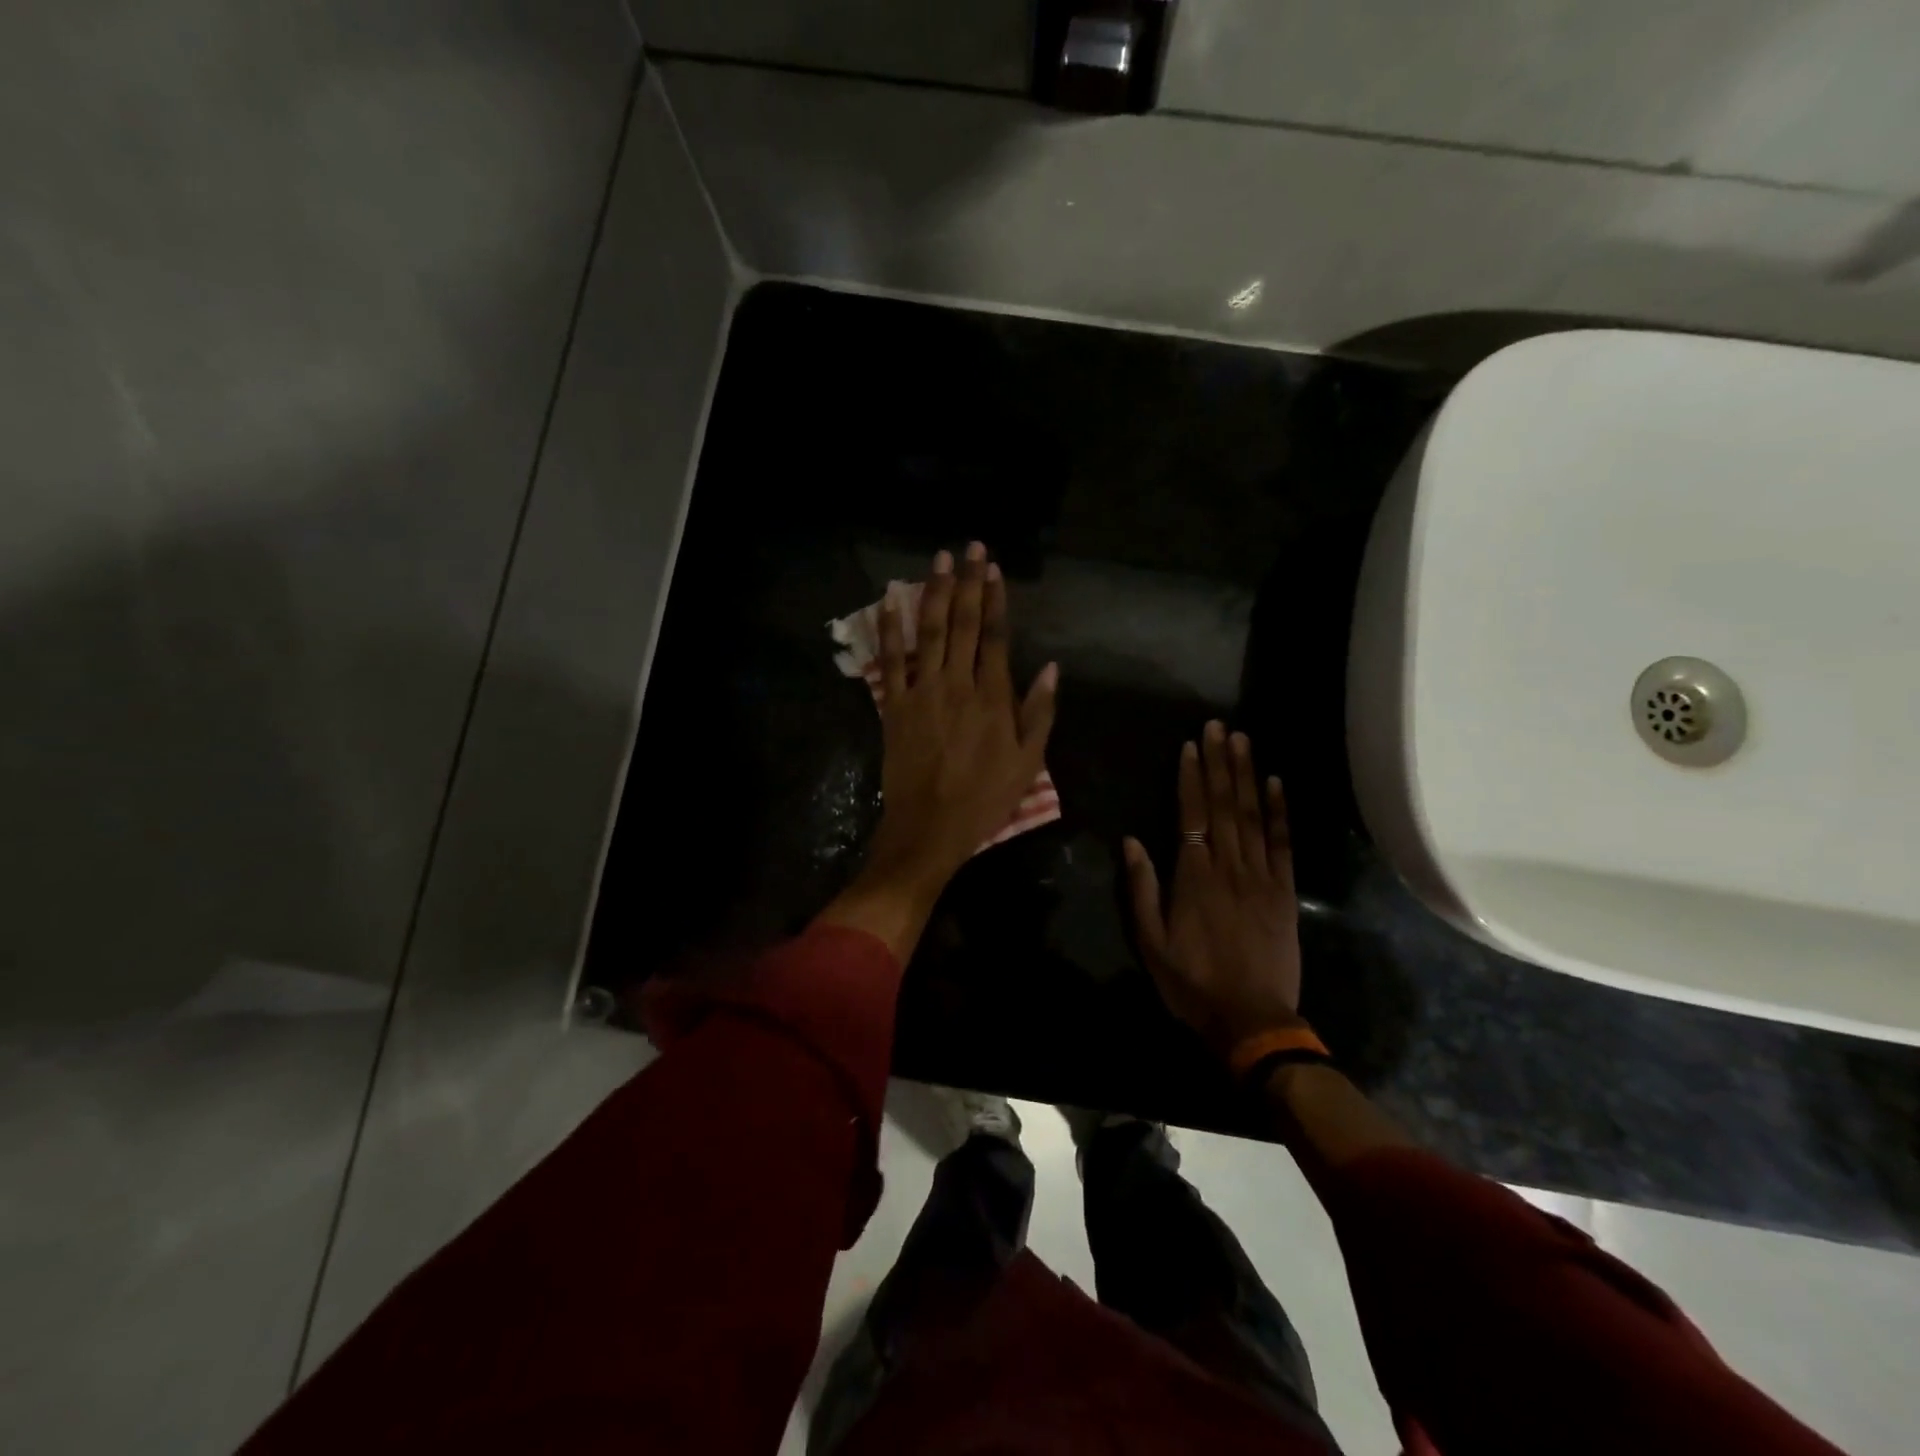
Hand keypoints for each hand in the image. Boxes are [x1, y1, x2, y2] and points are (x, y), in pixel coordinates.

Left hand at [820, 543, 1057, 961]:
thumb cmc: (984, 800)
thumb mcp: (1027, 764)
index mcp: (993, 698)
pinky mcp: (894, 706)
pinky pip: (891, 661)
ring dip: (934, 592)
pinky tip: (891, 601)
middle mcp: (957, 685)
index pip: (995, 636)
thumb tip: (1051, 667)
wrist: (928, 829)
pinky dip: (891, 630)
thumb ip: (1039, 712)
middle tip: (970, 546)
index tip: (994, 568)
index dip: (995, 599)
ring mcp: (922, 692)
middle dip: (968, 582)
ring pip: (928, 632)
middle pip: (962, 624)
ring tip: (939, 560)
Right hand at [1124, 722, 1303, 1058]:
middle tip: (1218, 726)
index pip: (1191, 815)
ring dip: (1246, 775)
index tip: (1190, 746)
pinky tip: (1275, 783)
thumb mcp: (1151, 941)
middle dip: (1219, 763)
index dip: (1191, 778)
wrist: (1251, 1019)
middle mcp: (1229, 867)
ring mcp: (1261, 877)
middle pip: (1224, 806)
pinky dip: (1279, 812)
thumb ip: (1142, 889)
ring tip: (1242, 741)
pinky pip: (1282, 844)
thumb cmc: (1192, 982)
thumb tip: (1132, 841)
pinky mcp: (1284, 892)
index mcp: (1194, 877)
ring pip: (1252, 816)